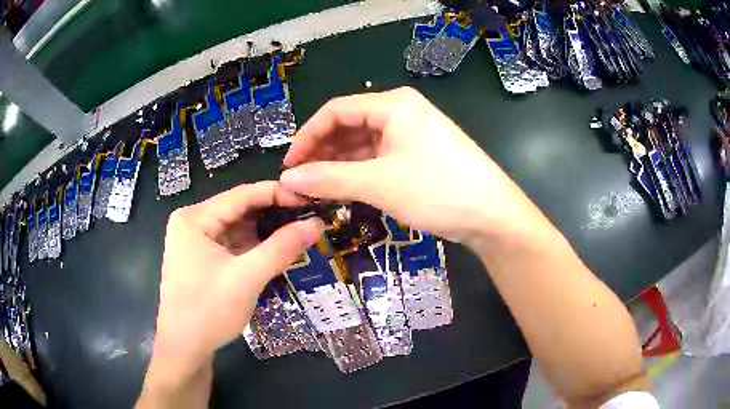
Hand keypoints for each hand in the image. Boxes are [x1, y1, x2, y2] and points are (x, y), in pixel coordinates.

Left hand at [149, 181, 322, 377]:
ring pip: (238, 227)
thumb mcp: (247, 278)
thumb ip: (282, 248)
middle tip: (310, 217)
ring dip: (266, 232)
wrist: (185, 349)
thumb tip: (318, 224)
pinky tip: (278, 250)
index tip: (311, 199)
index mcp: (194, 218)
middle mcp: (193, 222)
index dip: (278, 193)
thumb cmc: (208, 311)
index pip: (242, 194)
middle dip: (274, 214)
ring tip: (301, 232)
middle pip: (239, 210)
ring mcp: (197, 241)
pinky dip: (255, 247)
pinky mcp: (203, 258)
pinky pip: (233, 244)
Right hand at [281, 87, 538, 244]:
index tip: (289, 165)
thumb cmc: (437, 190)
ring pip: (363, 144)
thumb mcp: (378, 183)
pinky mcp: (419, 154)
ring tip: (318, 188)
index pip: (335, 111)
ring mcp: (412, 134)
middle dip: (322, 152)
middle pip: (349, 126)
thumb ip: (329, 179)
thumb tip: (288, 179)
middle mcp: (402, 112)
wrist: (492, 215)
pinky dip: (360, 172)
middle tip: (302, 181)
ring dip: (339, 164)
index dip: (307, 136)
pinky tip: (345, 188)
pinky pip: (379, 157)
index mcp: (393, 104)